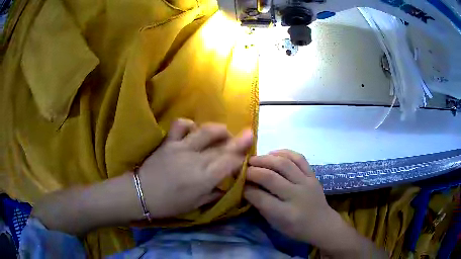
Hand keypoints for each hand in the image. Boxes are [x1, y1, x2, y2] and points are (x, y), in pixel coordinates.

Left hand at [138, 119, 252, 218]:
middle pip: (223, 146)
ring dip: (219, 130)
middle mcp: (196, 160)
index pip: (230, 162)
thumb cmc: (170, 204)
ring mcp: (182, 147)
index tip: (249, 152)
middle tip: (248, 134)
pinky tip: (194, 130)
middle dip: (239, 140)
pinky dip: (189, 124)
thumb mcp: (196, 205)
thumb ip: (214, 193)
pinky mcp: (169, 141)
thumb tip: (227, 184)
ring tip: (224, 132)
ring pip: (206, 131)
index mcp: (204, 178)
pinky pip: (181, 125)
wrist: (142, 194)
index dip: (242, 156)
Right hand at [244, 150, 386, 257]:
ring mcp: (307, 183)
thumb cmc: (296, 228)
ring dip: (265, 159)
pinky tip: (273, 153)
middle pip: (270, 177)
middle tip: (242, 168)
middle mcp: (297, 196)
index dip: (245, 188)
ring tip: (254, 159)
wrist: (322, 223)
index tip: (237, 183)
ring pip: (284, 164)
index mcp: (286, 214)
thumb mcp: (275, 224)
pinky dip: (285, 152)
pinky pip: (299, 158)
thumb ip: (261, 206)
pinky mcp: (313, 175)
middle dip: (252, 170)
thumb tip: (247, 188)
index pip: (260, 197)